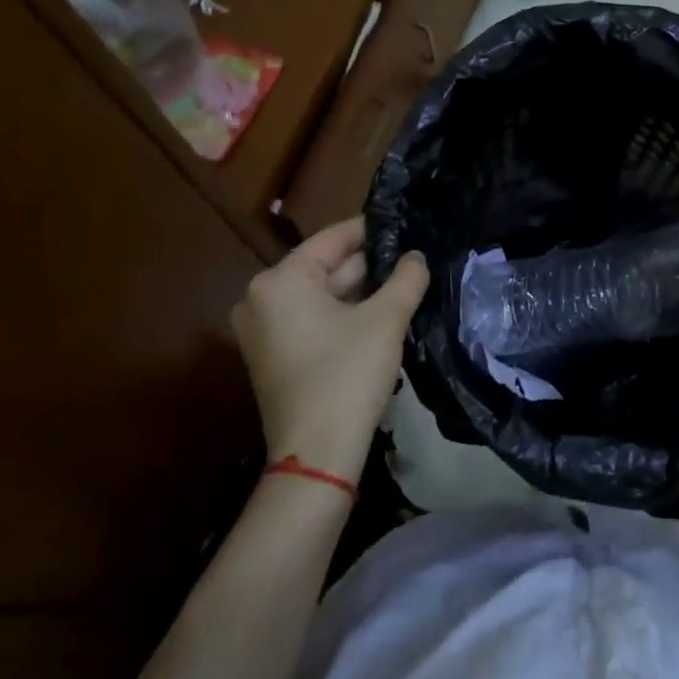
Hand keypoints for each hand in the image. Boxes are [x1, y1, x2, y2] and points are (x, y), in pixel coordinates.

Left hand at [230, 216, 429, 484]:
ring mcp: (263, 330)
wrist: (318, 454)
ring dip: (362, 292)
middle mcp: (261, 298)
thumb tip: (417, 257)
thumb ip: (406, 279)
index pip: (332, 239)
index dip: (372, 230)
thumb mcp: (386, 320)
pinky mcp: (273, 356)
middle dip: (370, 265)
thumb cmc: (348, 375)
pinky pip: (313, 320)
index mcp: (279, 280)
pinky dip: (344, 315)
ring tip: (406, 282)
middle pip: (325, 268)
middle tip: (414, 257)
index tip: (406, 224)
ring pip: (322, 296)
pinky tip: (382, 314)